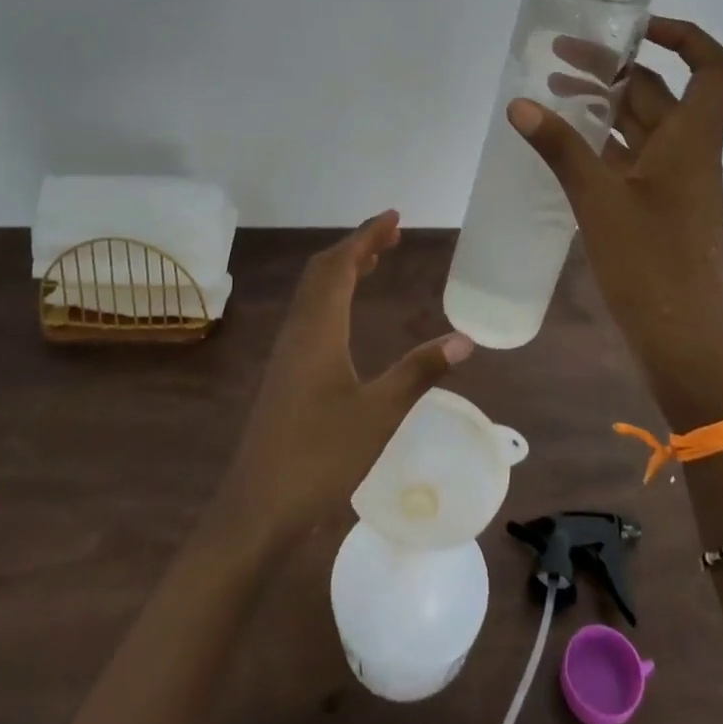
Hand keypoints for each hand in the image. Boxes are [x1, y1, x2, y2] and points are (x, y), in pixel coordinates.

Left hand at [216, 211, 473, 542]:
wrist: (258, 507)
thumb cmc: (321, 456)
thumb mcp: (380, 413)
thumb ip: (419, 371)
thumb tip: (465, 339)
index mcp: (319, 329)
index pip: (341, 265)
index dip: (367, 236)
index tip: (394, 216)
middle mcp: (299, 330)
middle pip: (323, 271)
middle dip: (356, 246)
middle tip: (391, 235)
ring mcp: (287, 351)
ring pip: (313, 292)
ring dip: (342, 269)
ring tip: (374, 262)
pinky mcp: (284, 372)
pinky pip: (309, 313)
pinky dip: (332, 295)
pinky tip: (346, 314)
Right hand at [509, 17, 722, 422]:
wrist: (685, 346)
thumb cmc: (650, 266)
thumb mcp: (598, 201)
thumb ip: (559, 149)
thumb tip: (519, 105)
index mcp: (693, 140)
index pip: (714, 67)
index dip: (684, 35)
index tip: (633, 29)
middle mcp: (690, 153)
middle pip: (661, 92)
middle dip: (614, 68)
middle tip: (560, 56)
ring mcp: (675, 183)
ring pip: (642, 126)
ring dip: (604, 105)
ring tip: (552, 91)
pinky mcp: (659, 209)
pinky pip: (632, 159)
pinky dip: (603, 142)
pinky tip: (565, 144)